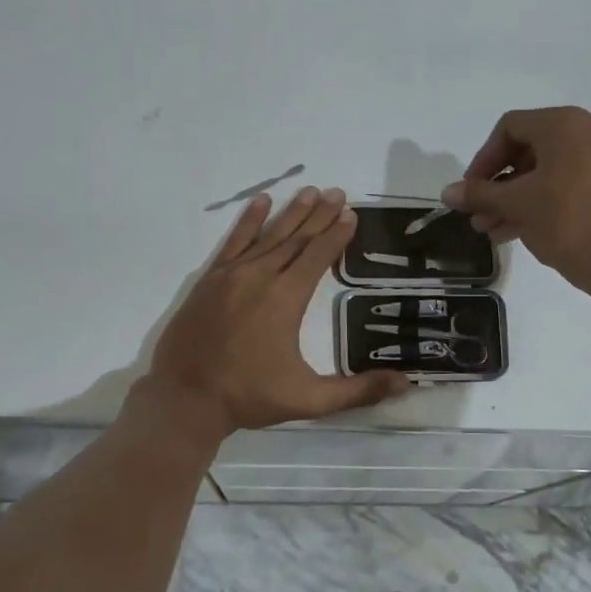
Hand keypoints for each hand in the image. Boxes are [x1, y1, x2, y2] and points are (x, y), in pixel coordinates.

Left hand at [135, 186, 410, 441]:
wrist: (184, 398)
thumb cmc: (248, 396)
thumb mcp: (309, 400)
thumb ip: (357, 391)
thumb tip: (405, 384)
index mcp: (286, 299)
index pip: (318, 256)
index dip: (337, 235)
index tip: (351, 214)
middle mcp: (260, 277)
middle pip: (296, 238)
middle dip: (319, 215)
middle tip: (338, 193)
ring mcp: (231, 275)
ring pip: (268, 235)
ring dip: (291, 212)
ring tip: (310, 191)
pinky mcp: (209, 280)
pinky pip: (233, 242)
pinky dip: (248, 220)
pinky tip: (260, 202)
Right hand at [441, 107, 590, 293]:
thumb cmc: (567, 222)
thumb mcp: (517, 205)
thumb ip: (480, 194)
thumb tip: (447, 193)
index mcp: (565, 123)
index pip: (509, 128)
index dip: (482, 159)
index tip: (470, 191)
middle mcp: (588, 129)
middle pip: (527, 149)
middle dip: (497, 185)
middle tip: (478, 214)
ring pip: (545, 170)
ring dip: (514, 198)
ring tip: (490, 229)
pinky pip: (565, 182)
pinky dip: (539, 201)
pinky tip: (513, 231)